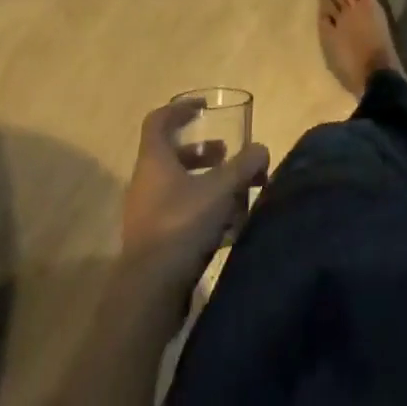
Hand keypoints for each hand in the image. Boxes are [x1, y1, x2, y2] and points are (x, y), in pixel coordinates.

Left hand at [119, 99, 270, 288]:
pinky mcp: (151, 247)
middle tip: (226, 155)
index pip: (159, 120)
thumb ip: (244, 165)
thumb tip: (261, 150)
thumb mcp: (221, 189)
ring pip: (177, 188)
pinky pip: (177, 216)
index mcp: (154, 161)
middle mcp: (144, 184)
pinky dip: (200, 213)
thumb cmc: (181, 226)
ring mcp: (145, 217)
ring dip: (204, 184)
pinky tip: (227, 227)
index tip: (205, 109)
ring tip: (233, 193)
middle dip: (202, 153)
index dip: (181, 109)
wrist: (148, 296)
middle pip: (172, 155)